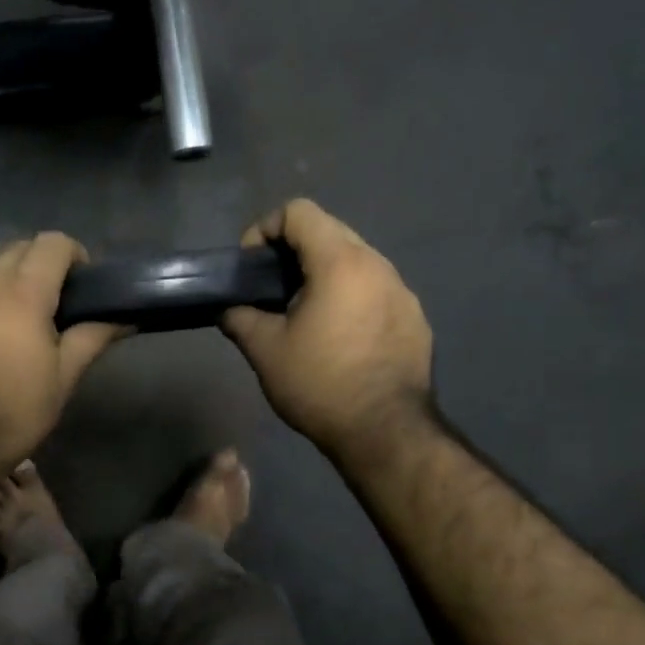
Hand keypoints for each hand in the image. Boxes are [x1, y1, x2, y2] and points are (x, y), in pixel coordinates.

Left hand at [0, 233, 123, 472]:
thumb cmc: (16, 411)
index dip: (74, 256)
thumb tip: (125, 317)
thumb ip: (93, 336)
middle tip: (55, 305)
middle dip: (41, 265)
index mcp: (20, 293)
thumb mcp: (64, 377)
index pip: (52, 243)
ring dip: (9, 282)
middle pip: (18, 249)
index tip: (82, 286)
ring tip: (18, 323)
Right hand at [222, 200, 436, 461]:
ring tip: (304, 312)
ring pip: (355, 260)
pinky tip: (339, 336)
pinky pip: (375, 289)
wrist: (386, 432)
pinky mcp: (415, 318)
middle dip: (293, 250)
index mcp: (340, 262)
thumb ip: (240, 318)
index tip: (251, 266)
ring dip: (323, 273)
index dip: (264, 229)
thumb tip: (229, 309)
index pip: (298, 212)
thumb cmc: (320, 383)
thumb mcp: (265, 350)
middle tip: (271, 288)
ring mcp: (402, 291)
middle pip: (329, 231)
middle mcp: (377, 265)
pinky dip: (350, 296)